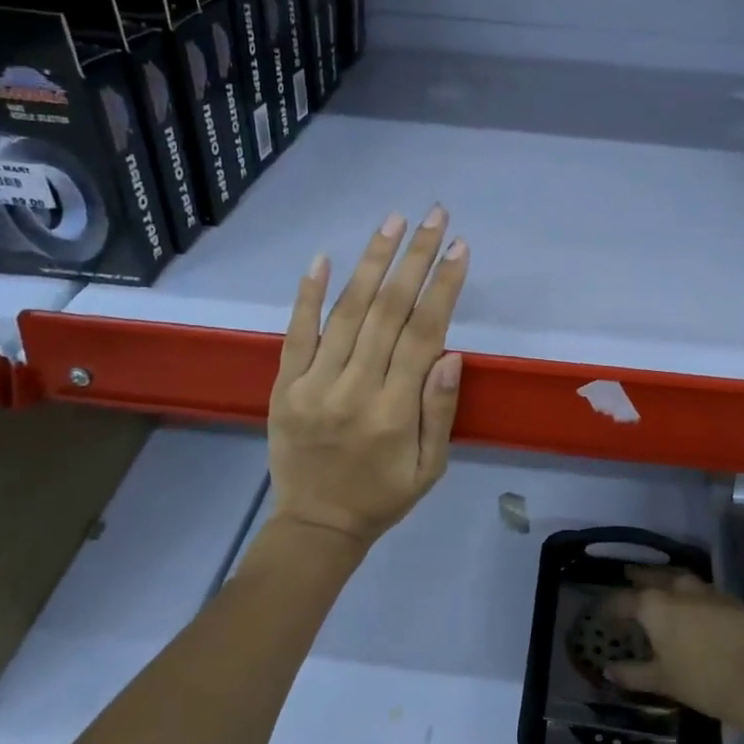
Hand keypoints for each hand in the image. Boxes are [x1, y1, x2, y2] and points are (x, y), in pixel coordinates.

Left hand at [267, 208, 468, 552]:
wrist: (315, 526)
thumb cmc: (384, 496)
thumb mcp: (431, 467)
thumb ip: (440, 411)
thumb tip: (451, 354)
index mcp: (394, 411)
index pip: (423, 334)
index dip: (443, 287)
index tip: (460, 248)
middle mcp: (353, 389)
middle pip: (388, 311)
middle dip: (414, 258)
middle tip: (434, 217)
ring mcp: (313, 384)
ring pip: (346, 313)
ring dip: (371, 263)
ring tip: (392, 222)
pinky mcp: (284, 386)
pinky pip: (296, 333)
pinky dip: (308, 294)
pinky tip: (323, 257)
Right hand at [603, 569, 743, 731]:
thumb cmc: (701, 681)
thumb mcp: (661, 681)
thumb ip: (632, 673)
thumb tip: (608, 670)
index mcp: (654, 607)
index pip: (624, 600)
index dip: (611, 606)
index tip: (602, 611)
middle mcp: (677, 590)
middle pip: (652, 576)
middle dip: (638, 576)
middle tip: (628, 575)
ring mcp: (705, 591)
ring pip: (679, 576)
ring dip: (665, 576)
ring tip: (658, 581)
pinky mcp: (728, 598)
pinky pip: (702, 587)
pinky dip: (690, 589)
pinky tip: (690, 599)